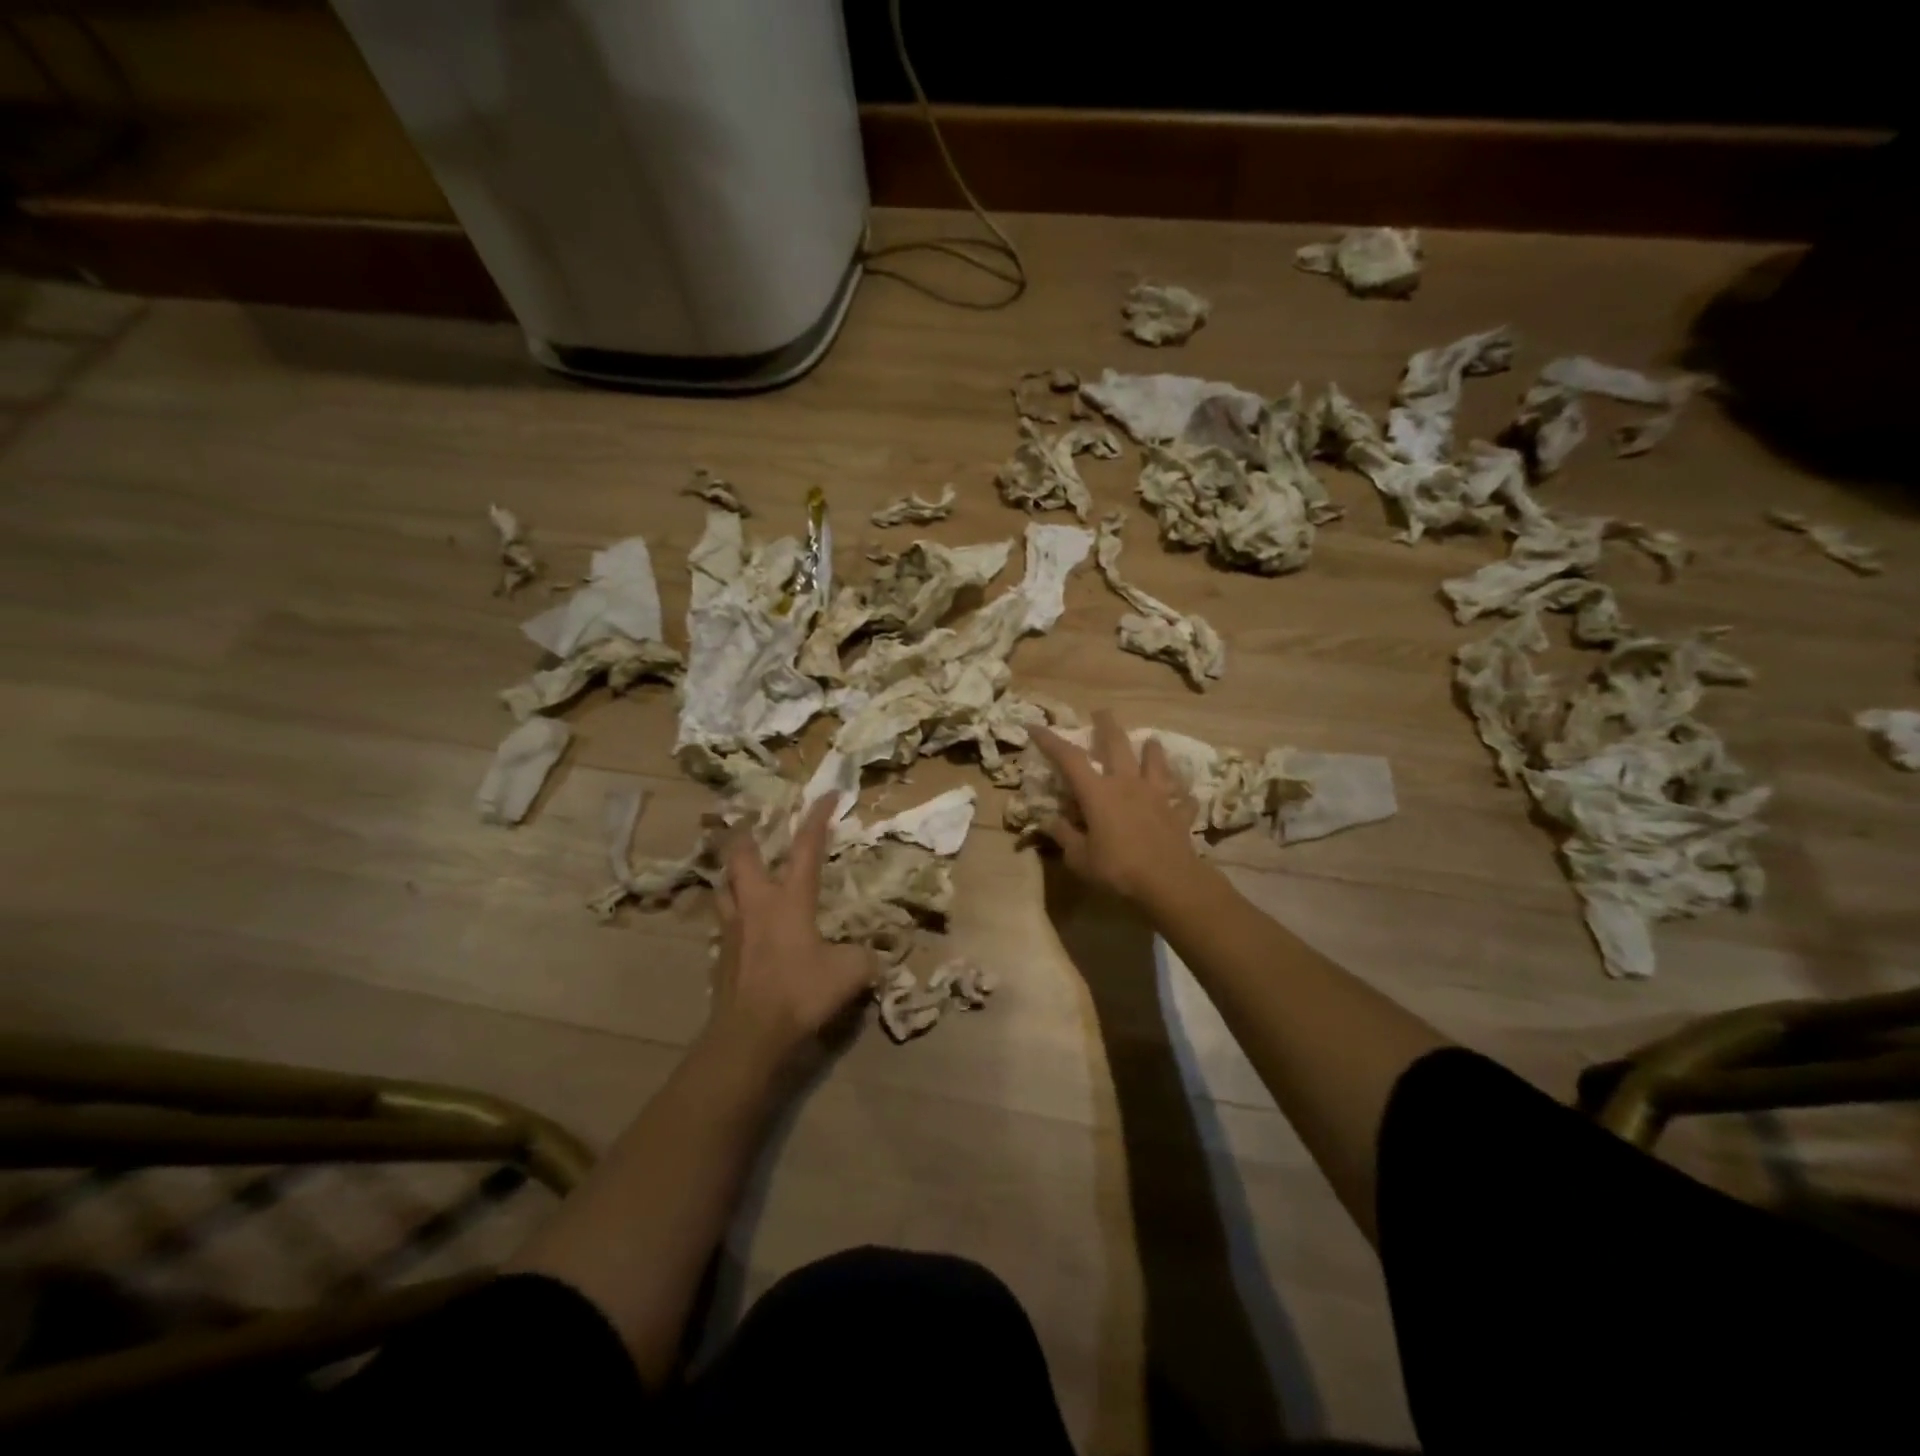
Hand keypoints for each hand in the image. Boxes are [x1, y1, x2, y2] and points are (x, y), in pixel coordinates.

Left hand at [709, 793, 875, 1067]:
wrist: (749, 1034)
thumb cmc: (800, 992)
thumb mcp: (851, 973)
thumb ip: (865, 956)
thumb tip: (874, 953)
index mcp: (790, 899)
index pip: (806, 847)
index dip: (818, 817)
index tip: (827, 794)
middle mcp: (757, 904)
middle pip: (742, 856)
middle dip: (748, 834)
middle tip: (754, 824)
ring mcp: (733, 928)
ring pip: (724, 885)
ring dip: (733, 872)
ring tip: (742, 869)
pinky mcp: (721, 954)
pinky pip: (723, 919)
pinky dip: (731, 909)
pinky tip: (742, 921)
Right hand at [1031, 710, 1208, 906]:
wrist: (1169, 881)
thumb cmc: (1117, 868)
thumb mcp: (1079, 858)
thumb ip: (1064, 836)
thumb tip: (1049, 821)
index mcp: (1098, 793)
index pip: (1069, 758)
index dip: (1051, 740)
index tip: (1036, 726)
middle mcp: (1127, 784)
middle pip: (1117, 744)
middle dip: (1107, 725)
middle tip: (1101, 711)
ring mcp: (1156, 796)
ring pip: (1155, 762)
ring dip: (1152, 749)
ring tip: (1150, 741)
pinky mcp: (1177, 812)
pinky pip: (1181, 798)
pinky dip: (1181, 794)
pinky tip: (1183, 794)